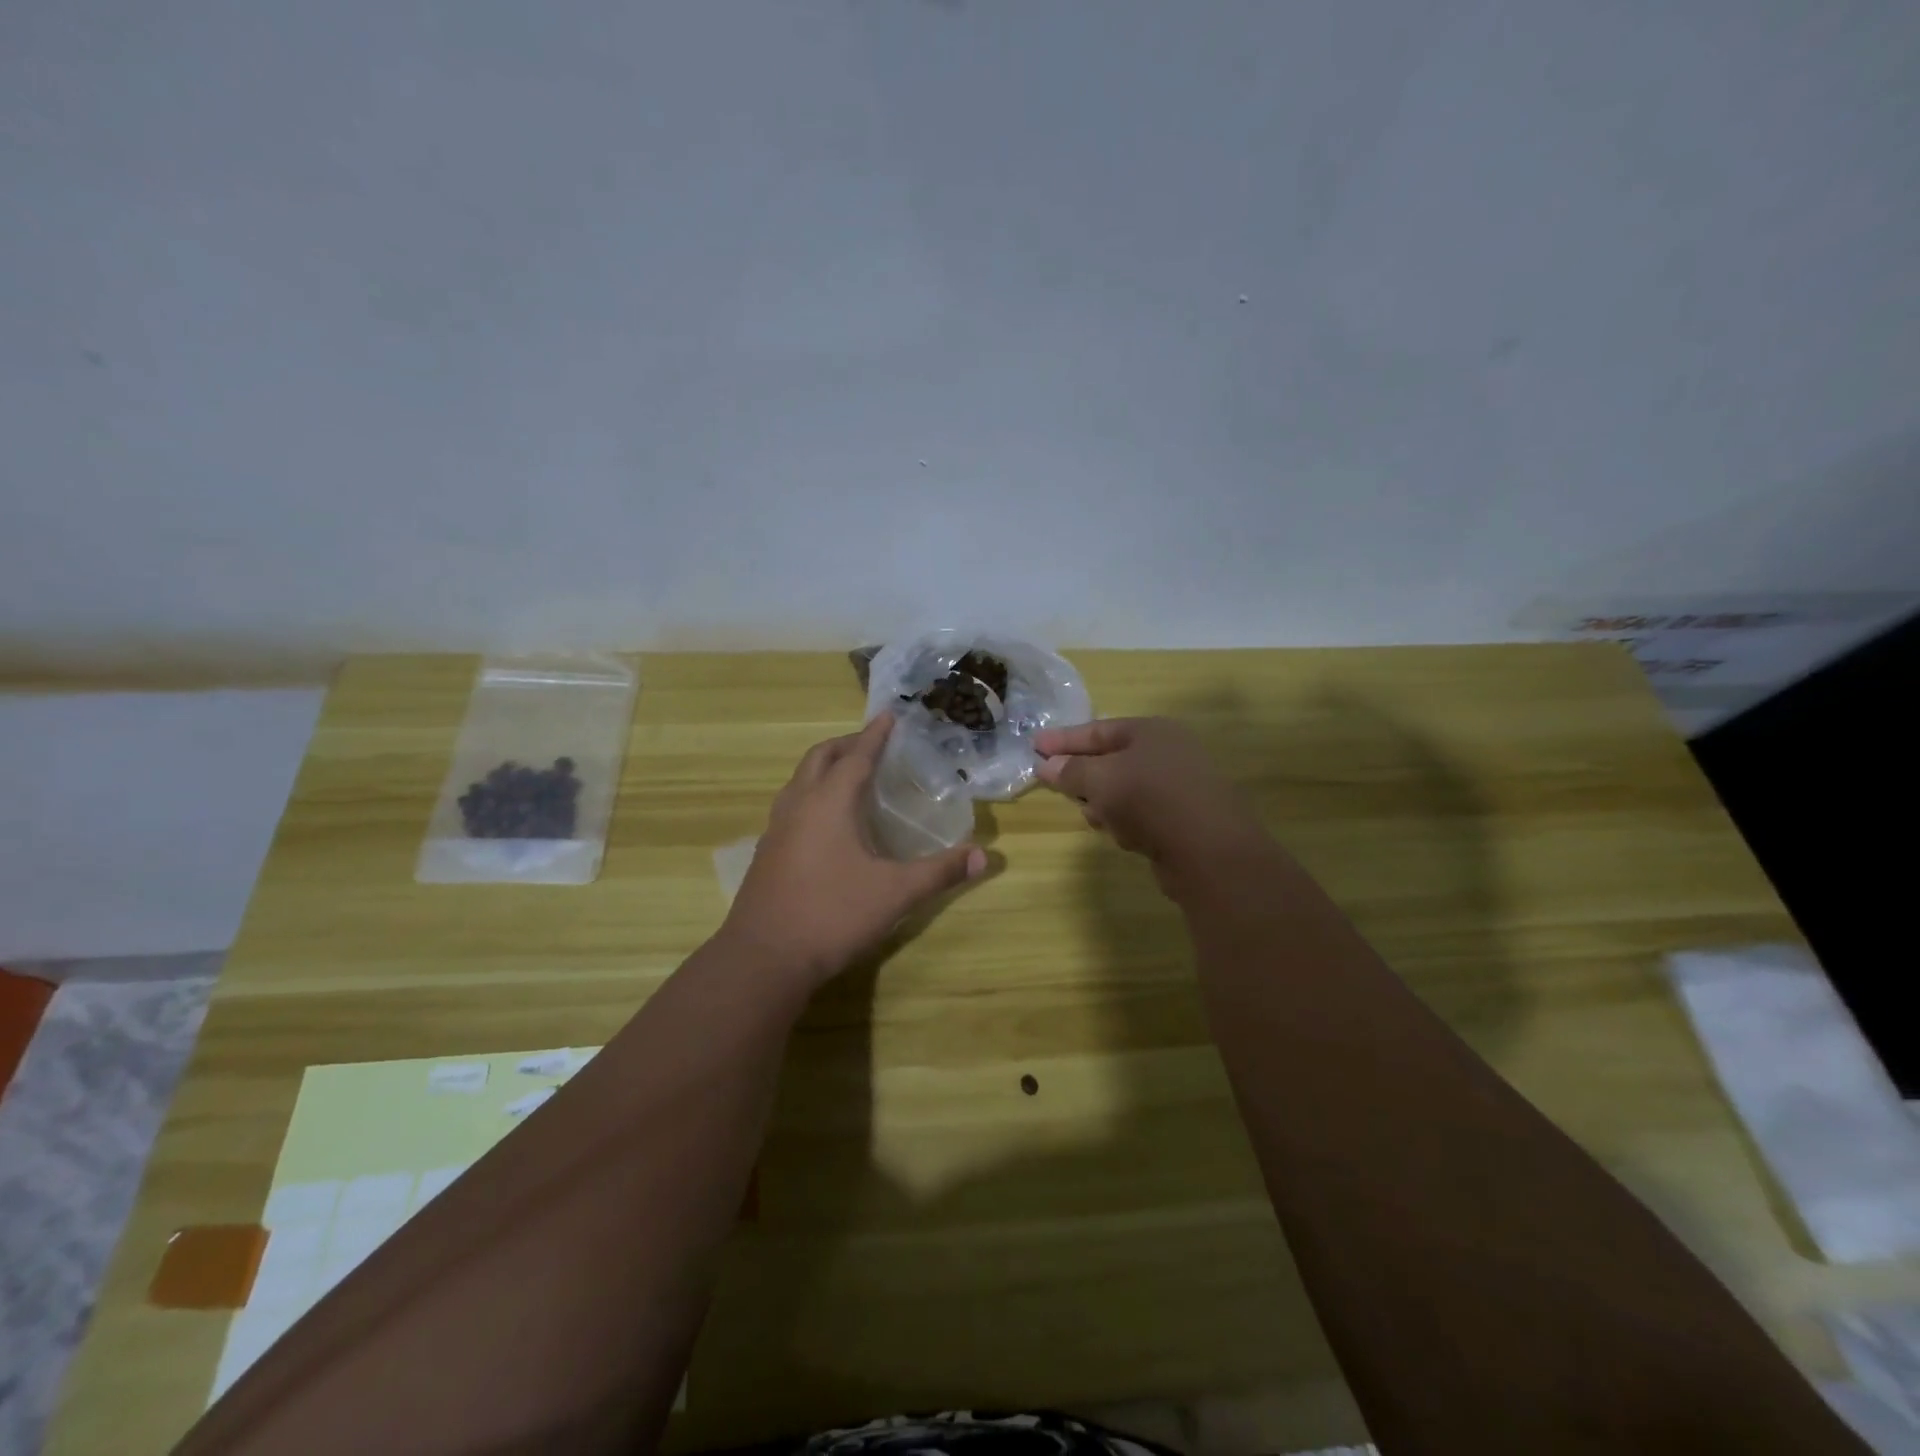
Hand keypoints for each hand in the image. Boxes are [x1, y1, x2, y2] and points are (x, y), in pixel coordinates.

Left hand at [722, 714, 988, 988]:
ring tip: (849, 776)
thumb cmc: (832, 914)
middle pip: (820, 758)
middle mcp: (798, 806)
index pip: (856, 756)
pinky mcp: (767, 852)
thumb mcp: (895, 893)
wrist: (764, 958)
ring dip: (824, 768)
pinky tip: (825, 822)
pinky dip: (811, 795)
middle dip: (846, 744)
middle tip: (872, 744)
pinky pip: (790, 805)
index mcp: (829, 803)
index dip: (875, 735)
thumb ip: (939, 872)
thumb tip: (983, 856)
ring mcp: (776, 829)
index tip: (889, 716)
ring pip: (799, 781)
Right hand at [1035, 717, 1269, 894]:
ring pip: (1124, 790)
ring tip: (1097, 818)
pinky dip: (1127, 822)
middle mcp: (1168, 753)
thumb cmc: (1149, 800)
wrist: (1210, 851)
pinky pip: (1141, 814)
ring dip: (1105, 804)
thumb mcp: (1100, 780)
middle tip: (1057, 786)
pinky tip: (1124, 836)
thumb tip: (1047, 765)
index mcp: (1151, 731)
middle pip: (1111, 760)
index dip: (1063, 739)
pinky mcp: (1184, 820)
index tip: (1034, 745)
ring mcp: (1179, 787)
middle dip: (1085, 777)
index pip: (1097, 730)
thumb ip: (1070, 771)